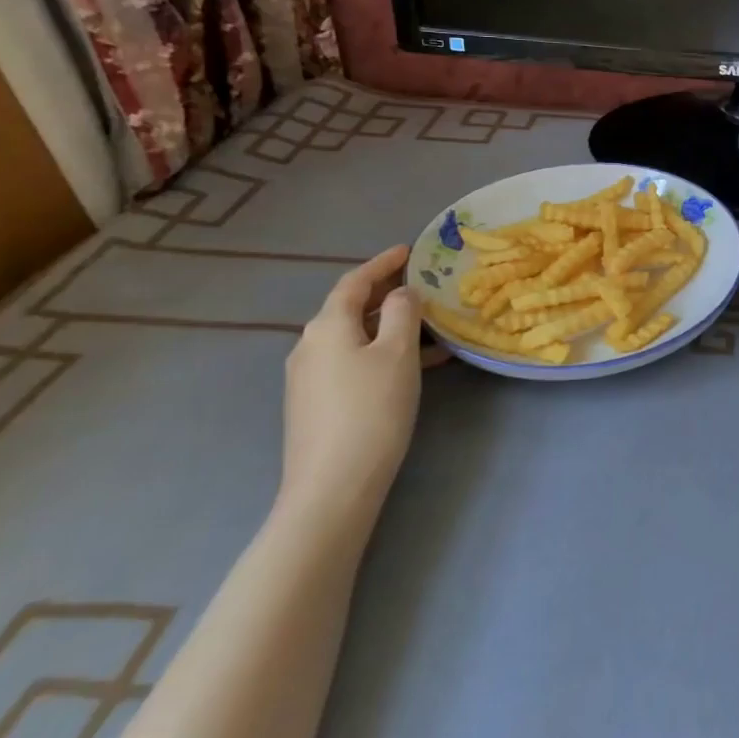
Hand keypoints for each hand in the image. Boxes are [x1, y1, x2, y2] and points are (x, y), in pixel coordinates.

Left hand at [280, 245, 421, 525]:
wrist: (332, 487)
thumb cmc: (371, 410)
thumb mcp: (398, 353)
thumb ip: (402, 312)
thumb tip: (402, 293)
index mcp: (327, 326)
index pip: (355, 281)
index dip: (382, 263)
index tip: (409, 249)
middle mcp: (309, 345)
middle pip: (349, 308)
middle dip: (386, 293)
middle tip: (422, 283)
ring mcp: (308, 377)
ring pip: (354, 336)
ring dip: (388, 326)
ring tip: (429, 326)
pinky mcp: (315, 403)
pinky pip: (351, 361)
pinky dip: (380, 352)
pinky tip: (413, 366)